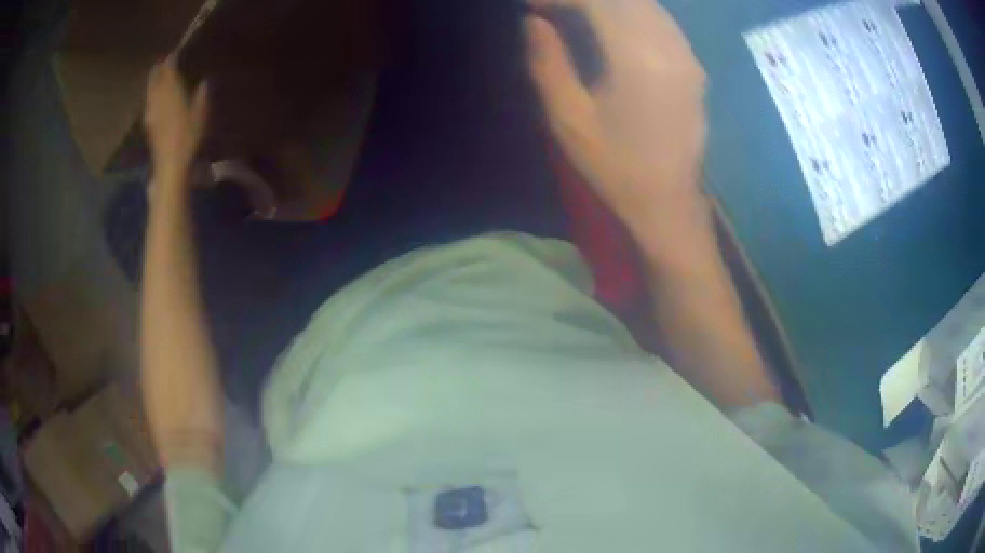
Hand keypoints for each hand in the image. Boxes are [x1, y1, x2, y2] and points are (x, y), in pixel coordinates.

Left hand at [144, 56, 208, 179]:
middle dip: (159, 68)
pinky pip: (149, 102)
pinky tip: (156, 97)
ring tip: (159, 76)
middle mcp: (158, 97)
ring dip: (154, 81)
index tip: (177, 52)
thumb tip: (204, 82)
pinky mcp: (148, 124)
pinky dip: (152, 95)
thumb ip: (201, 96)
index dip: (172, 58)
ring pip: (150, 89)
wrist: (169, 164)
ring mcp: (151, 111)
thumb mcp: (201, 115)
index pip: (169, 68)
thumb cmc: (187, 137)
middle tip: (164, 61)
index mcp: (171, 90)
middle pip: (155, 77)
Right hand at [525, 0, 707, 237]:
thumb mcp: (568, 119)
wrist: (668, 203)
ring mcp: (688, 56)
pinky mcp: (694, 66)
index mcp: (638, 60)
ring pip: (647, 4)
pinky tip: (610, 22)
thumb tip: (534, 21)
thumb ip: (547, 61)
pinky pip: (661, 20)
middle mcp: (671, 48)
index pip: (598, 1)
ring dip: (608, 2)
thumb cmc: (615, 167)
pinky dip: (631, 11)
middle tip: (551, 8)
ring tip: (575, 11)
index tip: (533, 4)